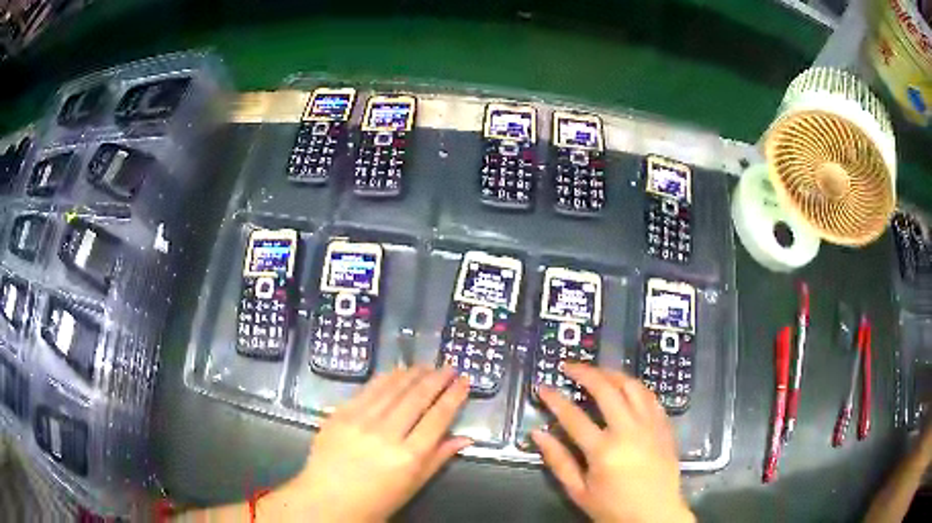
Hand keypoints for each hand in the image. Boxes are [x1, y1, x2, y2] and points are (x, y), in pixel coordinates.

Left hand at [262, 366, 471, 521]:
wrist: (327, 500)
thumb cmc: (376, 500)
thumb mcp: (413, 485)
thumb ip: (439, 458)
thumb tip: (465, 438)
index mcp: (409, 456)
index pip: (438, 417)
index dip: (454, 396)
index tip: (465, 381)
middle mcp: (386, 434)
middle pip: (417, 397)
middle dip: (437, 378)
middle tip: (450, 366)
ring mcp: (360, 421)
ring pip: (393, 388)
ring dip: (413, 373)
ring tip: (427, 365)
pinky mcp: (340, 414)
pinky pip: (368, 389)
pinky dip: (386, 378)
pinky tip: (397, 372)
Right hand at [532, 363, 693, 522]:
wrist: (656, 515)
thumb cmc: (613, 508)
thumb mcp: (579, 492)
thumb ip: (558, 461)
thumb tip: (538, 434)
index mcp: (604, 450)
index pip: (573, 416)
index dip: (554, 399)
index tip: (542, 387)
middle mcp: (629, 430)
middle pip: (606, 390)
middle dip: (584, 372)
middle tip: (569, 366)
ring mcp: (650, 425)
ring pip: (632, 386)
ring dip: (612, 373)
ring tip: (596, 371)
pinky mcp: (665, 426)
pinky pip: (650, 396)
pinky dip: (634, 386)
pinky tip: (625, 387)